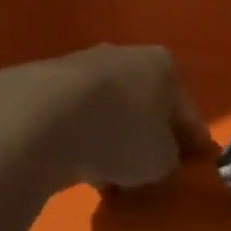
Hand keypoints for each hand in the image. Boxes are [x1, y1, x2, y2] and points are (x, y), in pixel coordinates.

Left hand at [0, 45, 213, 193]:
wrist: (40, 120)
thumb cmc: (121, 134)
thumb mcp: (162, 161)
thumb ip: (170, 160)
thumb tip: (163, 161)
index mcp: (163, 66)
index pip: (184, 109)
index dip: (190, 141)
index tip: (191, 165)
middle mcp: (124, 55)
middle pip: (144, 104)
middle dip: (146, 135)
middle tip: (148, 171)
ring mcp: (78, 65)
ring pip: (106, 110)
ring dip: (110, 138)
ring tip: (107, 176)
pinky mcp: (39, 84)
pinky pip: (71, 118)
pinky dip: (77, 138)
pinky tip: (74, 165)